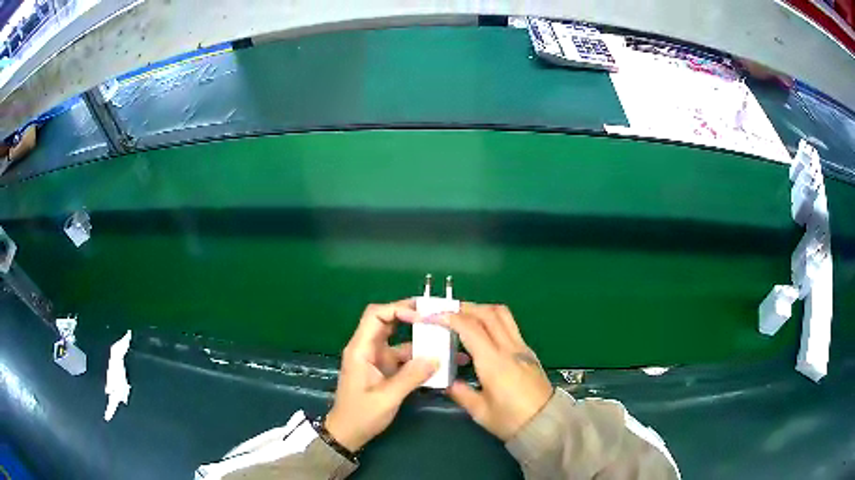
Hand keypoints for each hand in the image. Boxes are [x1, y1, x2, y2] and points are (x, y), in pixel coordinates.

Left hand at [325, 300, 438, 451]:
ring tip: (445, 336)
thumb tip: (436, 358)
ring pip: (399, 338)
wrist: (348, 433)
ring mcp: (376, 358)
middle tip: (438, 315)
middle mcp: (368, 348)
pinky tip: (439, 360)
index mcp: (360, 349)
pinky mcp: (384, 369)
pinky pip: (403, 355)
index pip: (375, 315)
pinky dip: (420, 355)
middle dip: (411, 315)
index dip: (397, 309)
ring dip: (420, 336)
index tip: (422, 316)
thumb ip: (410, 377)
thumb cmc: (361, 415)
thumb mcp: (387, 398)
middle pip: (388, 321)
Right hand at [440, 303, 553, 440]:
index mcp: (494, 362)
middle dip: (463, 307)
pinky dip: (492, 320)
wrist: (546, 423)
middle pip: (487, 313)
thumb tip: (446, 382)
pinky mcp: (528, 352)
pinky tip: (482, 334)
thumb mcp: (480, 411)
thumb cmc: (511, 420)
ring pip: (502, 315)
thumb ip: (460, 392)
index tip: (431, 316)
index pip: (470, 328)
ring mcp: (521, 347)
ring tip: (463, 318)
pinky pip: (509, 326)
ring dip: (481, 309)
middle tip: (445, 312)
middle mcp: (509, 348)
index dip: (448, 317)